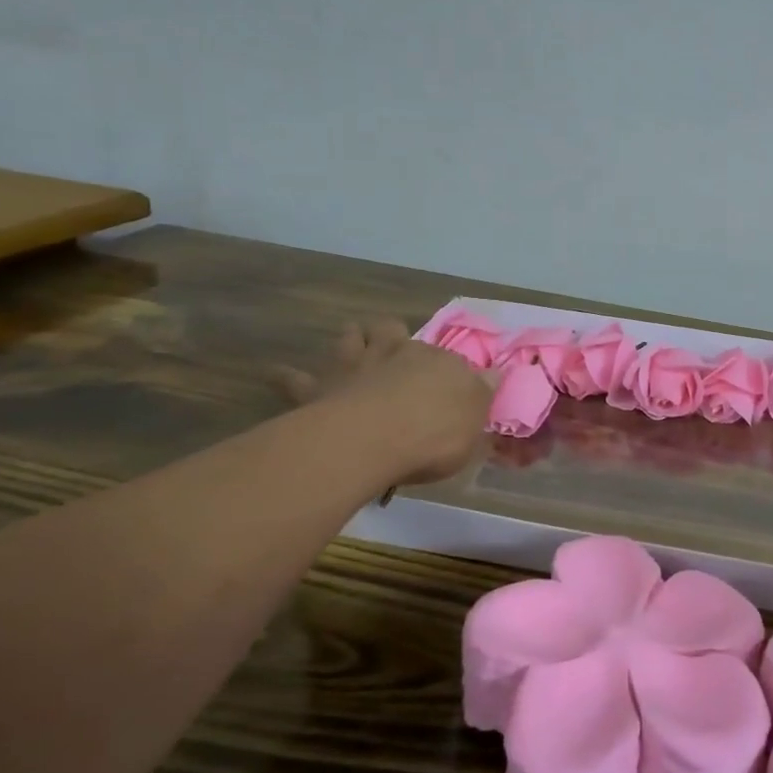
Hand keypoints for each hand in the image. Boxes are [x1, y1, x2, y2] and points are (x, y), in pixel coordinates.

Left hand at [281, 317, 494, 486]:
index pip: (449, 360)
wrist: (374, 439)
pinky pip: (295, 379)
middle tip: (393, 349)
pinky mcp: (319, 387)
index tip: (451, 387)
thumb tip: (494, 374)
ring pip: (350, 338)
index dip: (449, 371)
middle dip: (393, 337)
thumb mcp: (474, 425)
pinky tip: (277, 373)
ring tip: (351, 344)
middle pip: (394, 333)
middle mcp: (398, 354)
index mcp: (441, 363)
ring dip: (351, 340)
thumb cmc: (433, 435)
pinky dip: (287, 376)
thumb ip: (481, 398)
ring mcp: (356, 366)